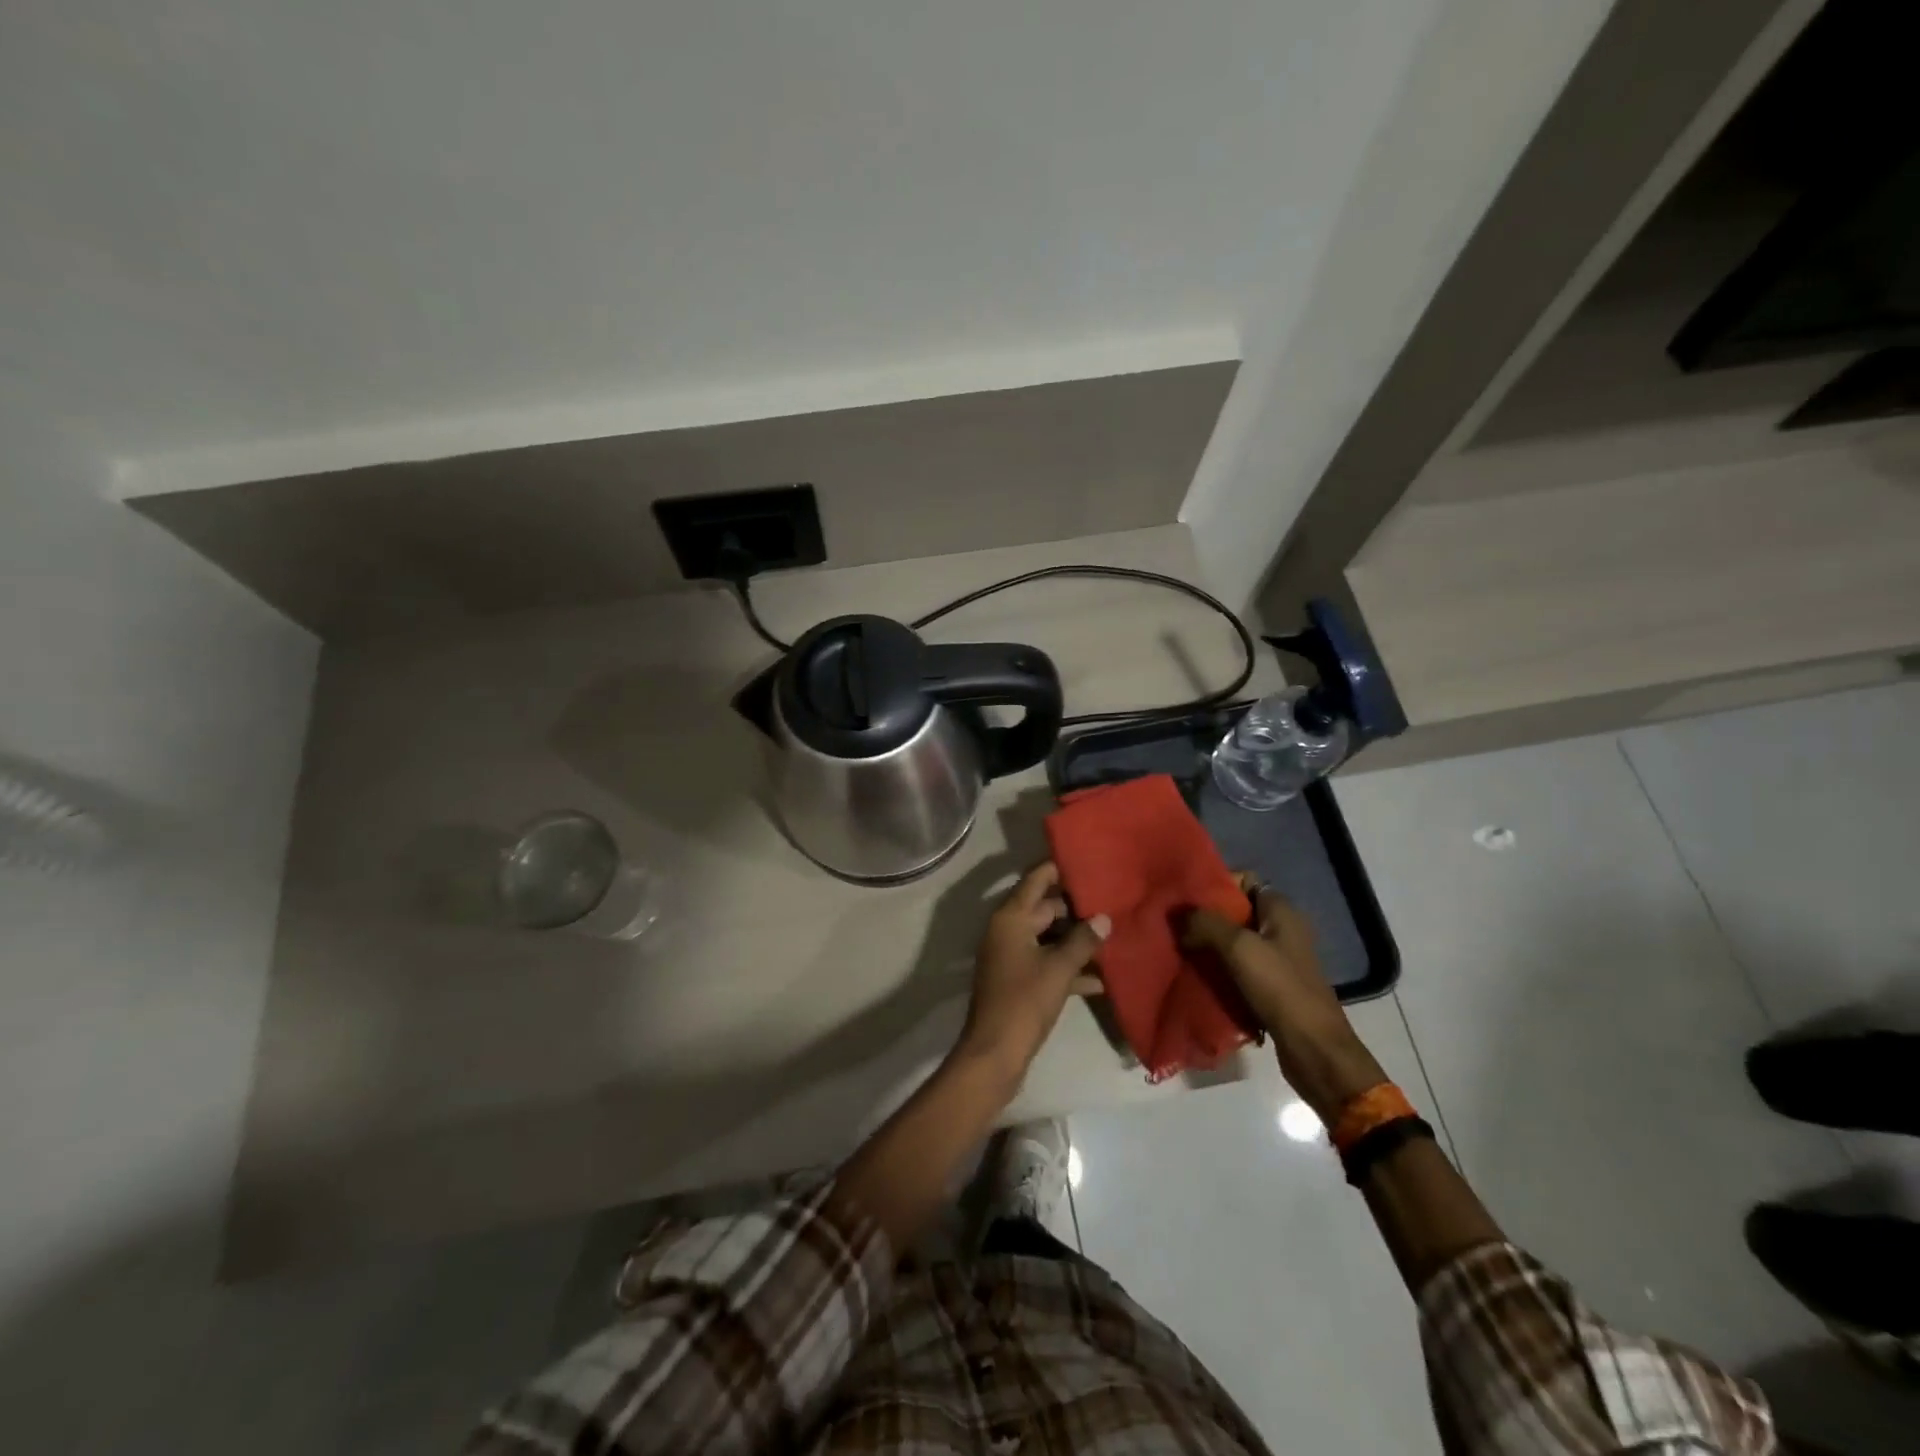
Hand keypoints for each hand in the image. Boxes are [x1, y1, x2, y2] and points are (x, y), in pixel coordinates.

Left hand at [955, 862, 1109, 1089]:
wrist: (995, 1052)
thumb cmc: (1025, 1000)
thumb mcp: (1059, 969)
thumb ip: (1082, 941)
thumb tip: (1104, 919)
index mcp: (1010, 919)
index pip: (1034, 881)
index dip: (1056, 870)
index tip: (1083, 860)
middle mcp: (1007, 932)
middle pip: (1043, 909)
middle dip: (1074, 908)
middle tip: (1109, 900)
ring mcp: (1011, 957)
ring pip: (1047, 939)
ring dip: (1074, 940)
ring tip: (1111, 935)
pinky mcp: (1018, 982)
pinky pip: (1046, 964)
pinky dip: (1068, 968)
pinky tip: (1100, 979)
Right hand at [1182, 875, 1384, 1121]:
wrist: (1314, 1051)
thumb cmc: (1280, 989)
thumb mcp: (1238, 948)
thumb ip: (1205, 923)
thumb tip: (1177, 913)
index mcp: (1281, 911)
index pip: (1244, 881)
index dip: (1214, 884)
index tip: (1184, 897)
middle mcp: (1282, 930)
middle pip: (1235, 912)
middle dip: (1205, 918)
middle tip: (1174, 925)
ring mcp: (1279, 961)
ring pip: (1234, 943)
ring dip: (1208, 946)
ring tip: (1178, 949)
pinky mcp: (1272, 988)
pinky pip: (1238, 970)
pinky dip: (1218, 971)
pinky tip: (1196, 976)